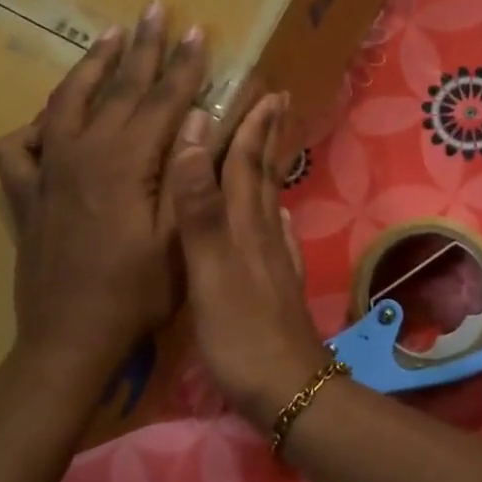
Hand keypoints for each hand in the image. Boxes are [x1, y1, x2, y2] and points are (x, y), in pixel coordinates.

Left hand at [0, 3, 208, 382]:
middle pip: (117, 89)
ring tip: (109, 37)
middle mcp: (81, 153)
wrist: (70, 338)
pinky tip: (50, 120)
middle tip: (155, 9)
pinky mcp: (26, 194)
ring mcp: (47, 171)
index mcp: (125, 163)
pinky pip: (20, 146)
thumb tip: (198, 120)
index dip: (183, 65)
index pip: (162, 100)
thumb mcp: (177, 239)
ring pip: (66, 102)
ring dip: (91, 66)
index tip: (197, 31)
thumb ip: (186, 176)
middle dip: (142, 47)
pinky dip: (35, 125)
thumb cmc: (136, 294)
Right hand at [166, 93, 330, 423]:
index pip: (245, 164)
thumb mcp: (208, 270)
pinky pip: (277, 239)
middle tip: (274, 102)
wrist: (286, 391)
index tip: (264, 90)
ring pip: (269, 204)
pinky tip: (276, 219)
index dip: (252, 126)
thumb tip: (195, 138)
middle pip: (262, 177)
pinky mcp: (278, 288)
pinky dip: (273, 219)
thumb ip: (200, 208)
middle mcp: (263, 236)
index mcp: (244, 227)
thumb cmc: (240, 332)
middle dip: (265, 138)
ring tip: (267, 148)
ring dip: (266, 171)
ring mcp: (275, 263)